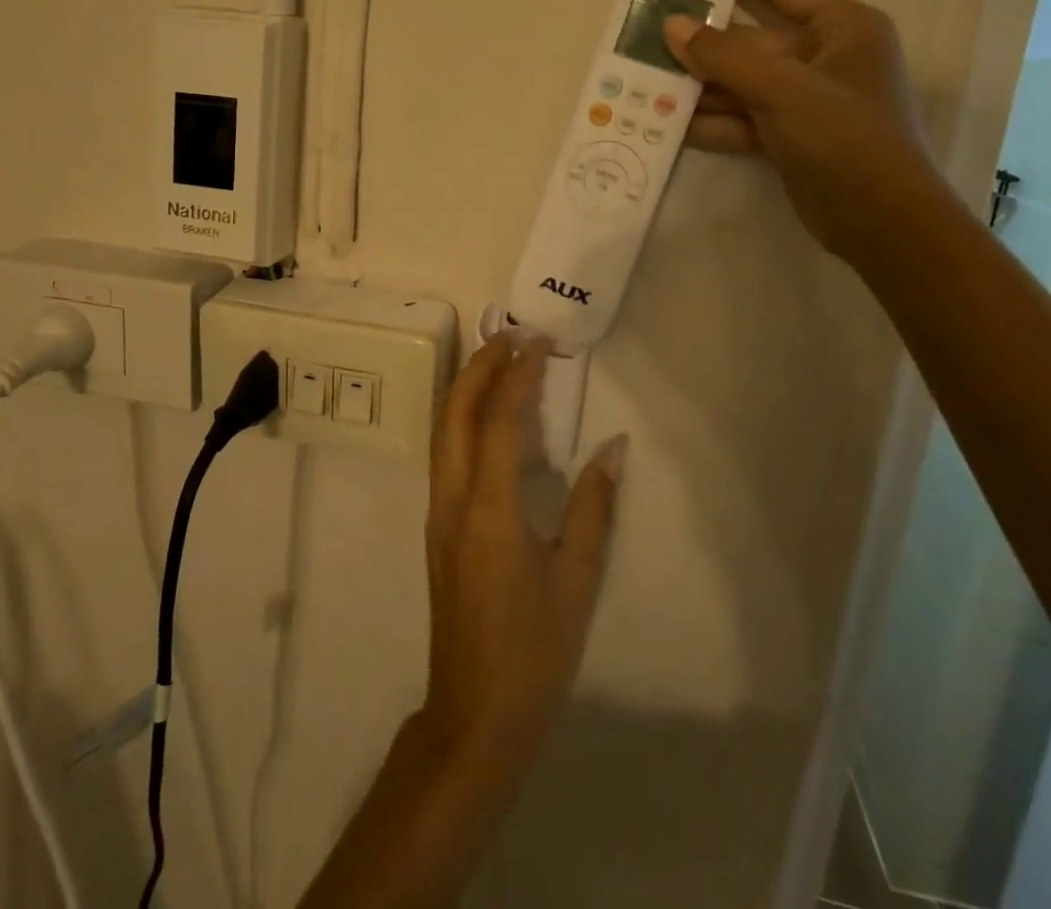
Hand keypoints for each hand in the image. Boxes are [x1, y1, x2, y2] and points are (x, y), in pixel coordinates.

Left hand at [420, 335, 625, 771]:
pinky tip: (490, 419)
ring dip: (467, 389)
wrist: (475, 714)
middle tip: (512, 337)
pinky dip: (464, 420)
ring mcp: (437, 512)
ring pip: (443, 431)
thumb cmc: (534, 652)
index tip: (538, 342)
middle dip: (480, 367)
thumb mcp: (576, 581)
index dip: (518, 375)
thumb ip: (594, 508)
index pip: (500, 421)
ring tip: (500, 362)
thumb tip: (613, 448)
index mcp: (489, 509)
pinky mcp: (438, 527)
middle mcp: (452, 499)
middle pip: (455, 413)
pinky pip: (446, 454)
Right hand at [663, 0, 954, 257]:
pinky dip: (710, 121)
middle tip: (646, 29)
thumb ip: (725, 57)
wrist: (882, 224)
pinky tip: (669, 125)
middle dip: (699, 36)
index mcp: (840, 25)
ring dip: (697, 83)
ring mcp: (803, 98)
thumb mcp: (786, 91)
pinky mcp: (788, 135)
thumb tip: (673, 27)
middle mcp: (822, 55)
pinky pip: (740, 117)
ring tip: (645, 80)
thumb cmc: (848, 140)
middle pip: (748, 35)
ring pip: (738, 80)